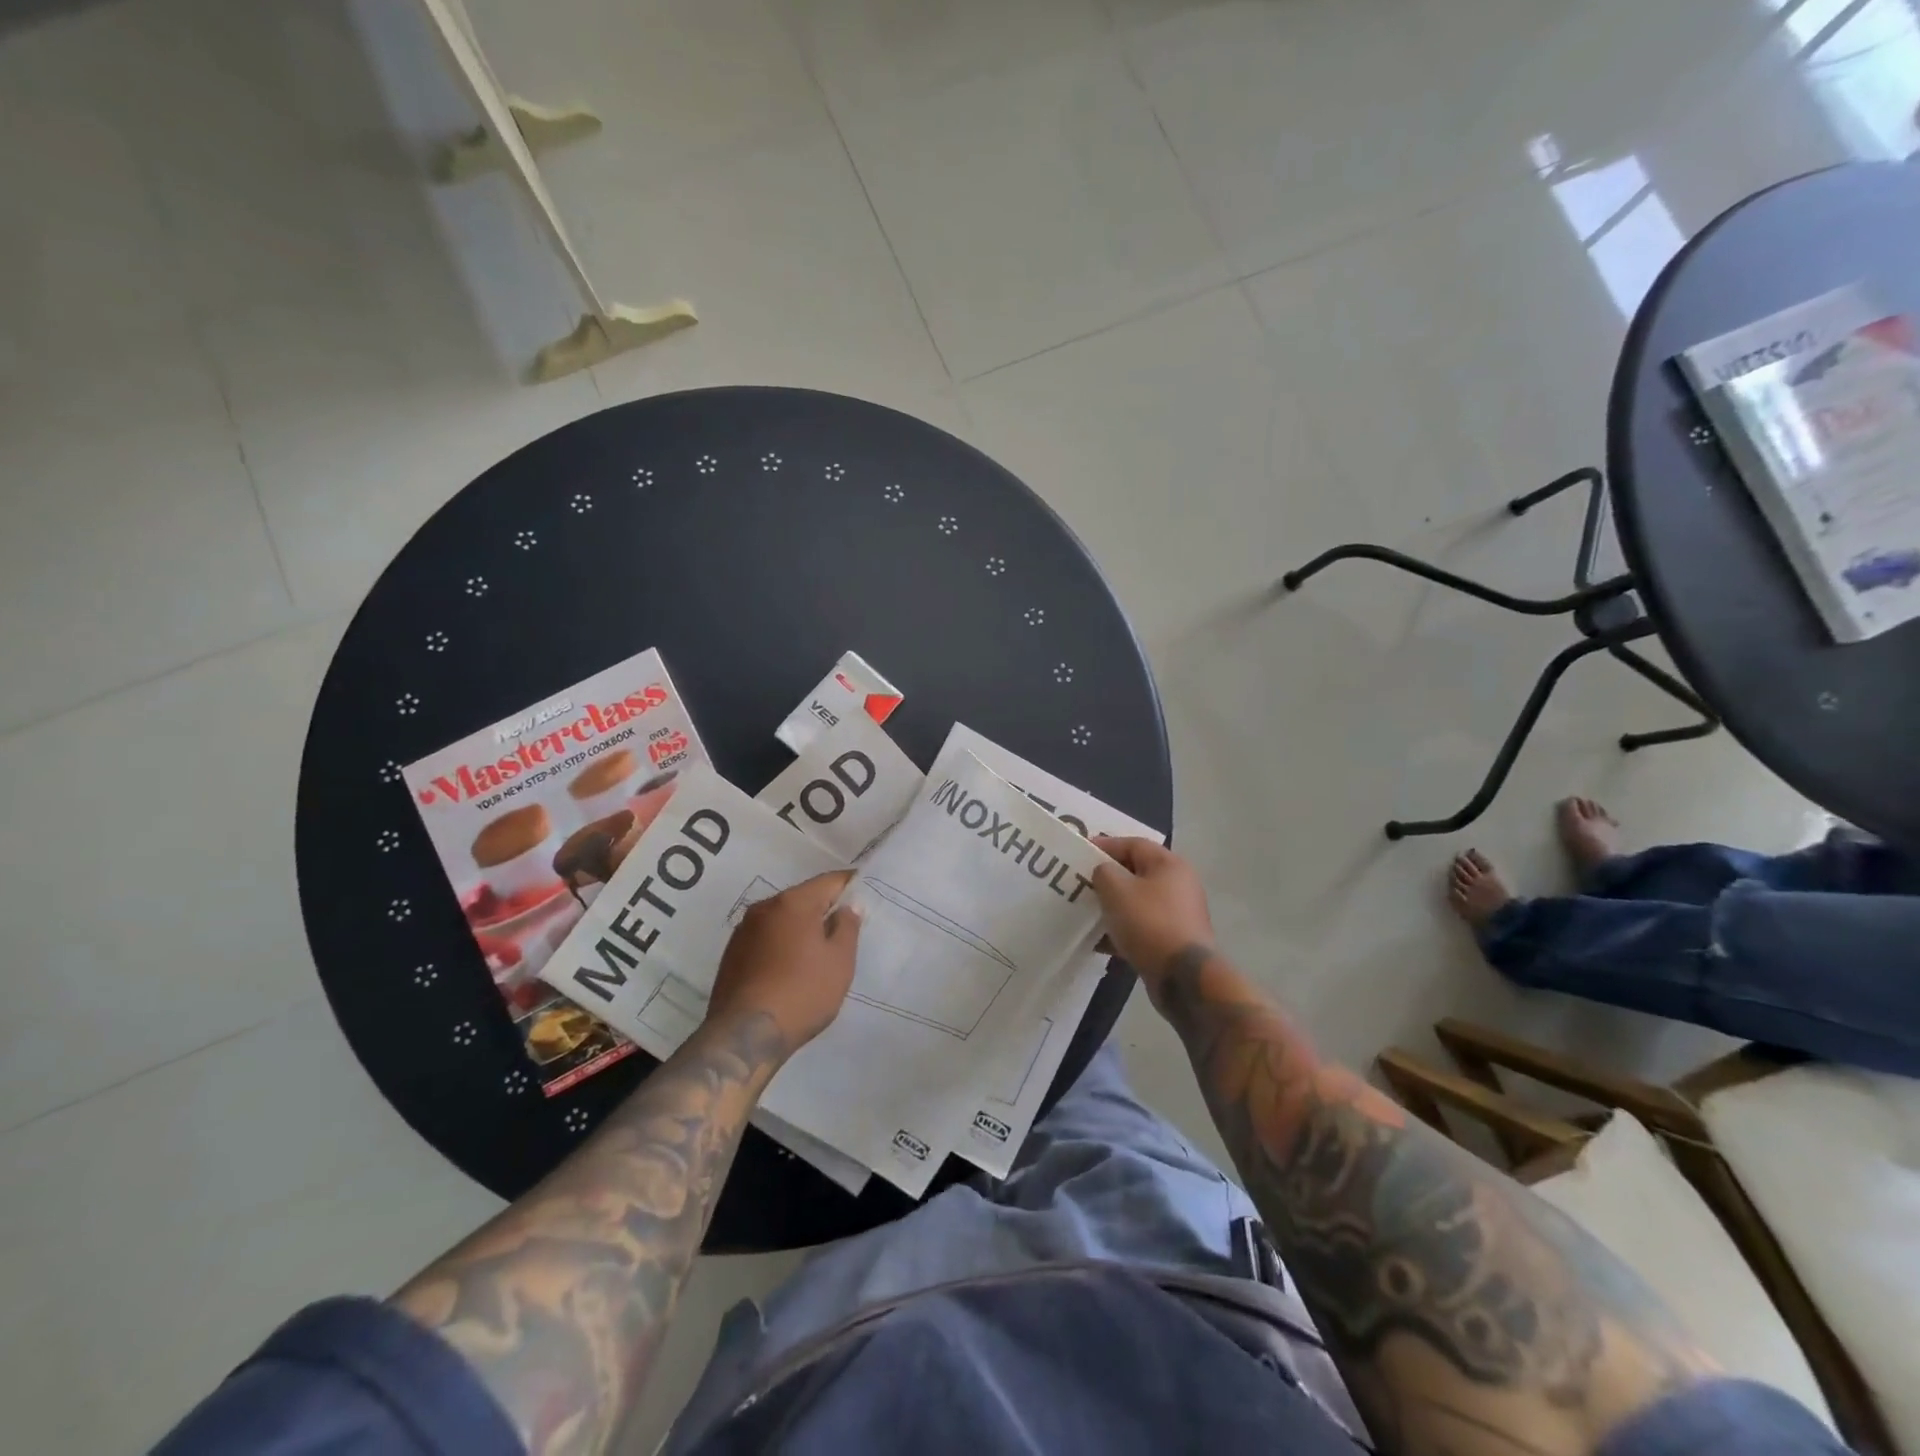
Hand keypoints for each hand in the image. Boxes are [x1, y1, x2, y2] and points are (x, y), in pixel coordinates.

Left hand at [706, 871, 861, 1051]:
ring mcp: (743, 931)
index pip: (829, 881)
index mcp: (793, 902)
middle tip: (845, 927)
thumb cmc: (802, 992)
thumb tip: (846, 906)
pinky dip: (781, 945)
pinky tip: (790, 968)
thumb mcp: (839, 961)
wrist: (745, 1036)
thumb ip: (847, 926)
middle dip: (824, 908)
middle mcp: (764, 908)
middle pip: (803, 898)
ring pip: (782, 919)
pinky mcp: (731, 955)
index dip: (850, 885)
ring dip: (800, 928)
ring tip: (817, 951)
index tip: (865, 893)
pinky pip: (766, 939)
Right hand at [1091, 838, 1215, 1004]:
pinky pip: (1142, 928)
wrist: (1182, 977)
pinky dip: (1121, 931)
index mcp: (1169, 865)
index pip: (1133, 844)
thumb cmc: (1149, 923)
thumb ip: (1103, 872)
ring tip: (1086, 913)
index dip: (1105, 846)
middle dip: (1106, 879)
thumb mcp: (1116, 889)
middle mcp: (1178, 885)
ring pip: (1137, 903)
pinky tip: (1099, 942)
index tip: (1079, 854)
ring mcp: (1178, 915)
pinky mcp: (1173, 941)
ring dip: (1112, 907)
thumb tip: (1104, 874)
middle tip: (1080, 884)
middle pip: (1136, 873)